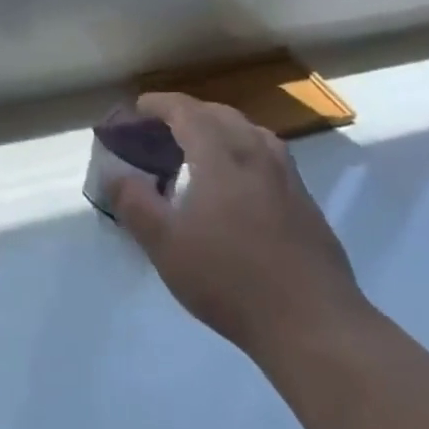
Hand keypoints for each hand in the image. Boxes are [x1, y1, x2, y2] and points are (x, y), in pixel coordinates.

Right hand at [111, 92, 365, 363]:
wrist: (313, 324)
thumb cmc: (229, 280)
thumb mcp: (165, 245)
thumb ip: (134, 203)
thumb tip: (115, 173)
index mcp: (221, 156)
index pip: (187, 111)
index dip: (160, 104)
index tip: (139, 108)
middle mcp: (257, 154)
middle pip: (221, 114)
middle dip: (189, 113)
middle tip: (163, 130)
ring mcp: (288, 177)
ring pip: (251, 132)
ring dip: (221, 128)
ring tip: (201, 149)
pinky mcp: (306, 202)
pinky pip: (270, 156)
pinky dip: (245, 150)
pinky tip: (240, 183)